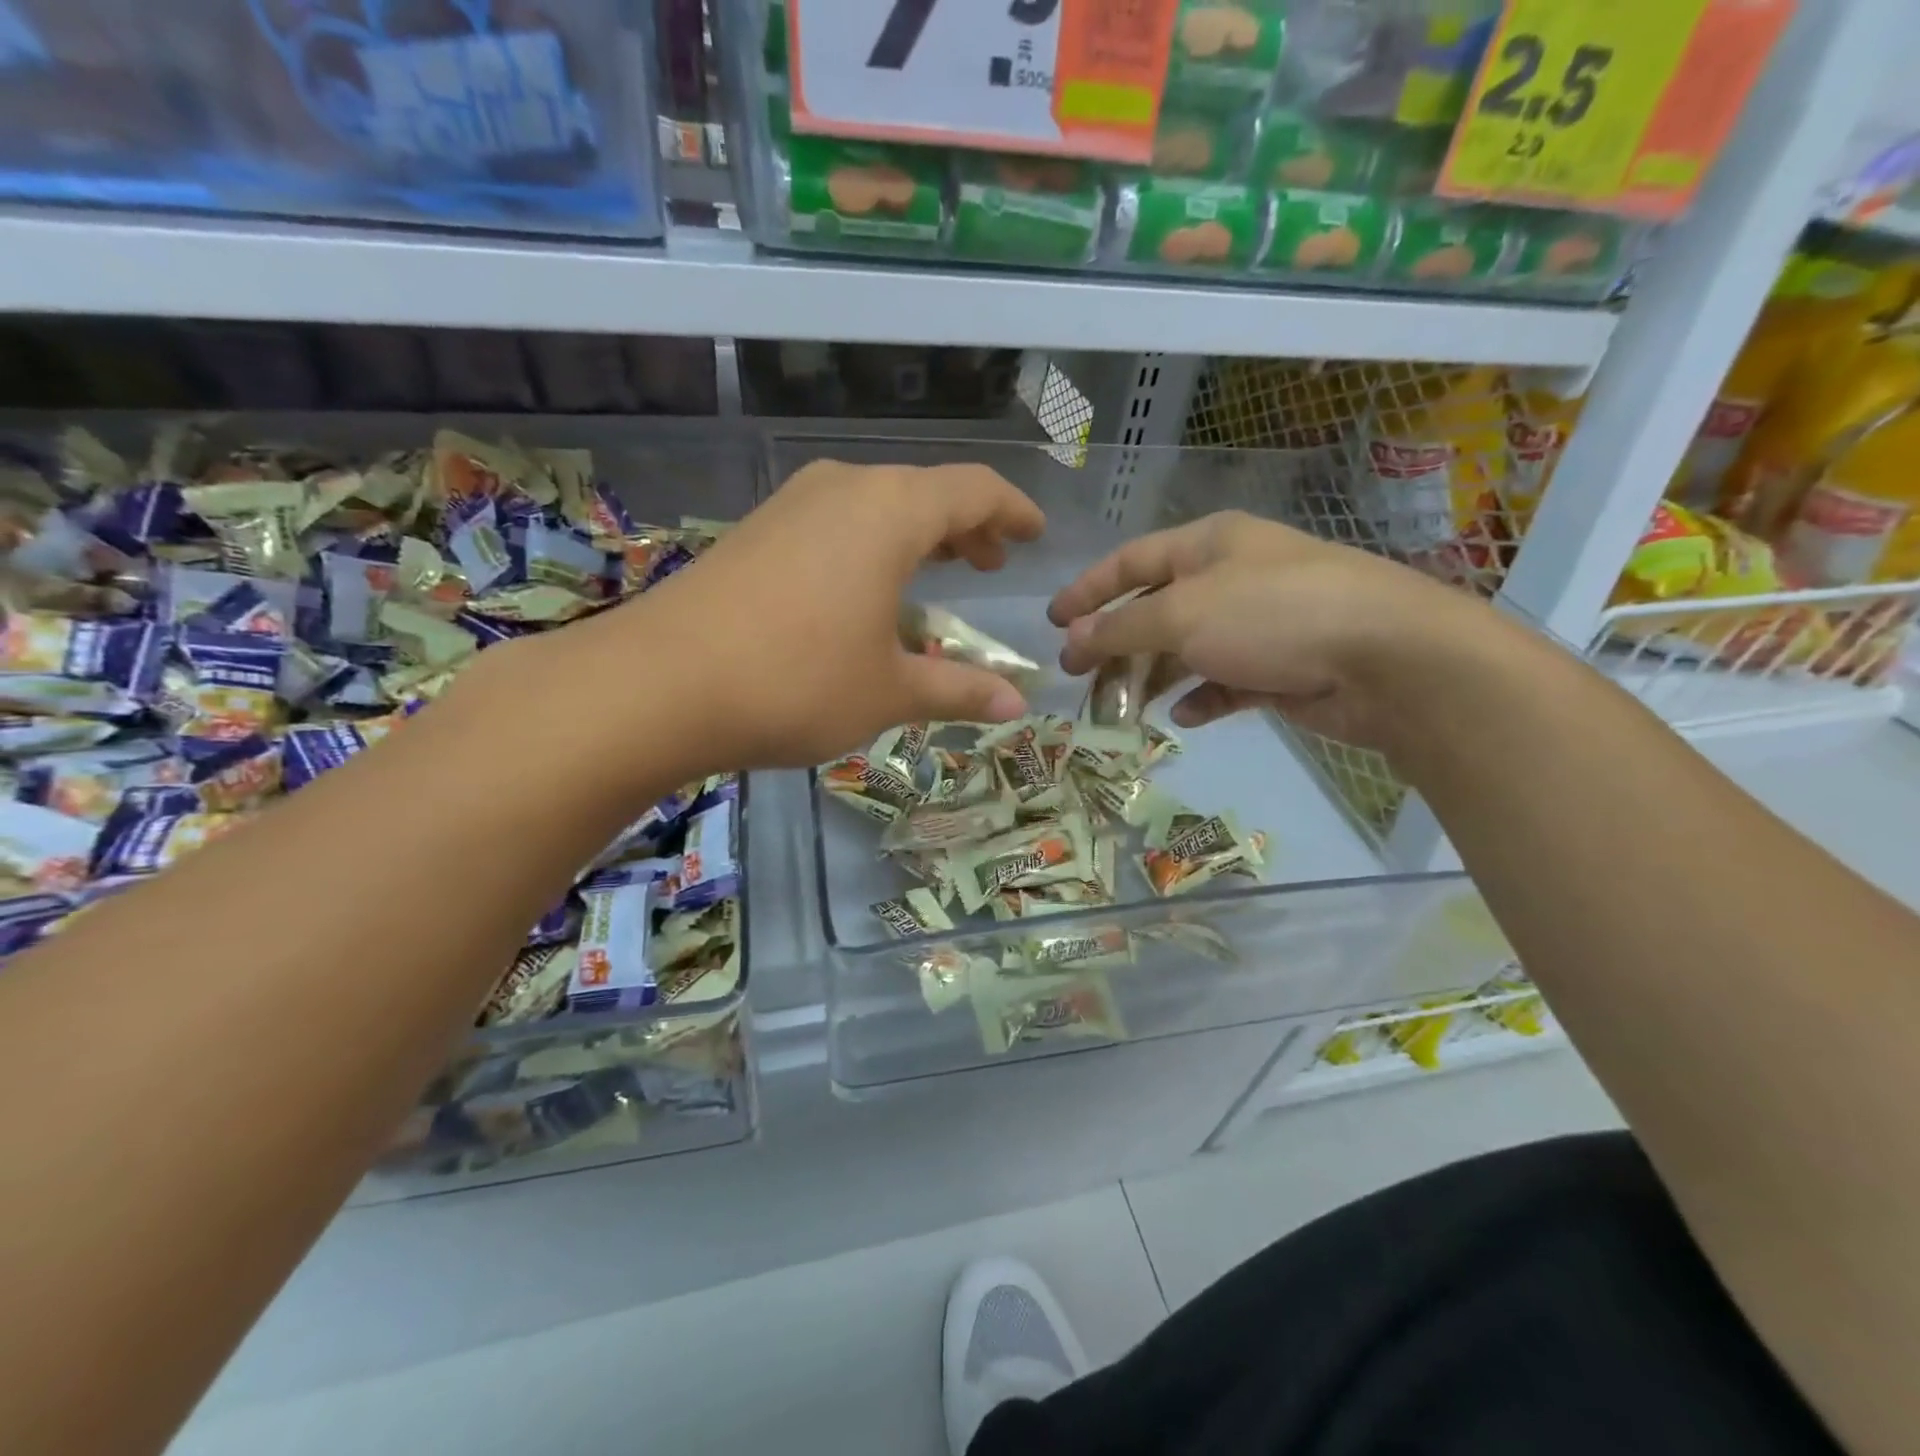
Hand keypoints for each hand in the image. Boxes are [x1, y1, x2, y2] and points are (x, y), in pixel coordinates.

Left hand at [568, 461, 1044, 773]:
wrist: (659, 684)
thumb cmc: (797, 681)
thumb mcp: (889, 692)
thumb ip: (957, 690)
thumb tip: (1015, 706)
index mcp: (891, 512)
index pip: (974, 490)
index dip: (1013, 510)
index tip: (1036, 533)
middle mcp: (844, 489)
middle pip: (924, 492)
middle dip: (966, 526)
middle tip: (990, 561)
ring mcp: (792, 505)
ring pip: (876, 504)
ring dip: (916, 535)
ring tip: (937, 572)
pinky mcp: (756, 531)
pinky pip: (835, 523)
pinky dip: (870, 546)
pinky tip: (865, 589)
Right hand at [1048, 511, 1495, 750]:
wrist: (1385, 658)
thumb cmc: (1271, 615)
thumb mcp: (1182, 614)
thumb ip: (1120, 628)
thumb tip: (1072, 639)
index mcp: (1209, 544)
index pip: (1131, 560)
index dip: (1088, 589)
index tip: (1052, 621)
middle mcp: (1232, 577)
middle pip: (1156, 608)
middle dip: (1115, 641)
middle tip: (1079, 674)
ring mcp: (1259, 623)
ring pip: (1188, 649)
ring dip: (1153, 675)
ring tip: (1121, 706)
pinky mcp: (1281, 667)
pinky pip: (1226, 682)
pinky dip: (1202, 697)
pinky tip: (1184, 716)